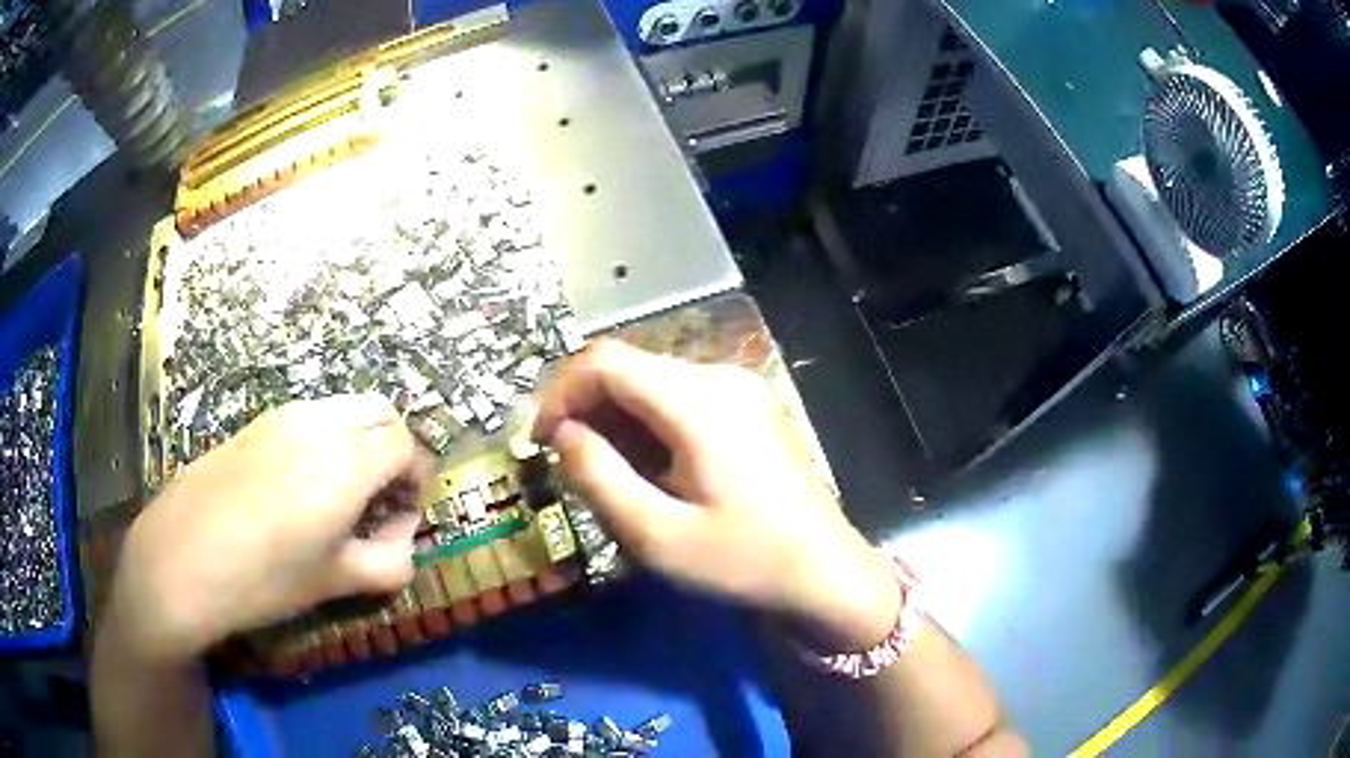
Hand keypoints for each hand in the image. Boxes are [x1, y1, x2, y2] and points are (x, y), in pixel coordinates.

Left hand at [106, 395, 428, 663]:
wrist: (182, 559)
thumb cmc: (264, 578)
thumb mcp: (337, 582)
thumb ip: (390, 559)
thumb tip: (401, 535)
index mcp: (346, 461)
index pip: (406, 444)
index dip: (416, 478)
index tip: (403, 516)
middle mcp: (319, 423)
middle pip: (381, 411)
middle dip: (395, 449)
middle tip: (380, 499)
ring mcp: (282, 416)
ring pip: (344, 408)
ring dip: (360, 441)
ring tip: (341, 495)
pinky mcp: (255, 423)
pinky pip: (309, 417)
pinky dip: (327, 439)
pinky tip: (300, 487)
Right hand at [533, 341, 899, 647]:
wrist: (824, 573)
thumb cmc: (743, 561)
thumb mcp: (658, 535)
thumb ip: (599, 477)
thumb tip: (562, 434)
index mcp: (699, 402)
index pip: (606, 361)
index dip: (560, 391)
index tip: (538, 438)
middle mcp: (721, 378)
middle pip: (630, 367)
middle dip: (585, 407)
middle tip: (565, 461)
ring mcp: (741, 389)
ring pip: (653, 382)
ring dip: (615, 417)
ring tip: (603, 471)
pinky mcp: (750, 407)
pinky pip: (681, 397)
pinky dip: (648, 423)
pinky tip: (647, 466)